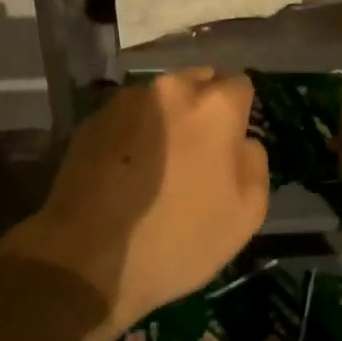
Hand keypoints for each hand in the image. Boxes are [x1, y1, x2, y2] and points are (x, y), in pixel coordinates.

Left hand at [0, 69, 267, 340]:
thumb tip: (242, 142)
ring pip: (161, 98)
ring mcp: (127, 100)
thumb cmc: (178, 239)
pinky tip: (126, 169)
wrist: (87, 258)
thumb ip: (254, 163)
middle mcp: (171, 88)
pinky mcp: (93, 119)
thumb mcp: (245, 215)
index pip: (240, 85)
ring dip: (166, 117)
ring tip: (158, 161)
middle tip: (197, 150)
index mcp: (214, 105)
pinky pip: (128, 116)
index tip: (230, 144)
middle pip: (198, 81)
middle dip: (203, 107)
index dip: (239, 114)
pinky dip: (133, 132)